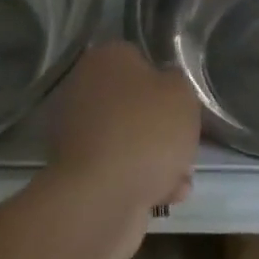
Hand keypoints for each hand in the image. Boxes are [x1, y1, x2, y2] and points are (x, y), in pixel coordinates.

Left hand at [50, 43, 200, 253]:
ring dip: (155, 158)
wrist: (101, 200)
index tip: (180, 102)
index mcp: (105, 59)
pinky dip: (140, 181)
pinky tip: (165, 196)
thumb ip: (177, 83)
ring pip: (128, 140)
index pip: (139, 58)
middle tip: (183, 140)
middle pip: (133, 103)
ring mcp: (76, 134)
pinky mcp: (77, 174)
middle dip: (160, 126)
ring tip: (180, 176)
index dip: (164, 80)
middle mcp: (83, 90)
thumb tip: (164, 86)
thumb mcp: (182, 93)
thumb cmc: (145, 131)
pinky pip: (118, 170)